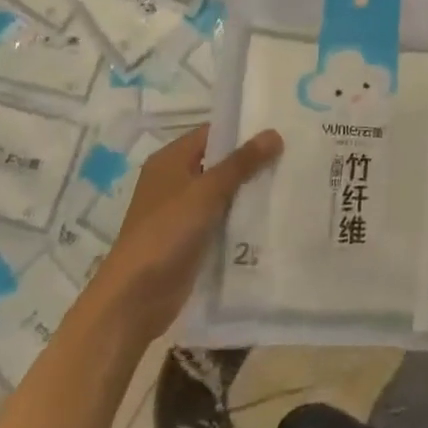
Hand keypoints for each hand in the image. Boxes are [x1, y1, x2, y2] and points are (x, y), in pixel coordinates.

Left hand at [94, 125, 281, 333]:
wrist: (135, 297)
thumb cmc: (167, 232)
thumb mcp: (207, 191)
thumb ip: (242, 162)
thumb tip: (274, 132)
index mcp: (170, 160)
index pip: (213, 133)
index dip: (244, 130)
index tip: (280, 129)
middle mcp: (174, 180)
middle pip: (219, 162)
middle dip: (251, 161)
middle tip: (292, 154)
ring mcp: (181, 211)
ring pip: (222, 192)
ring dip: (249, 190)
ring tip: (289, 181)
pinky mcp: (190, 238)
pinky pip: (221, 218)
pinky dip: (241, 216)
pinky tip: (271, 214)